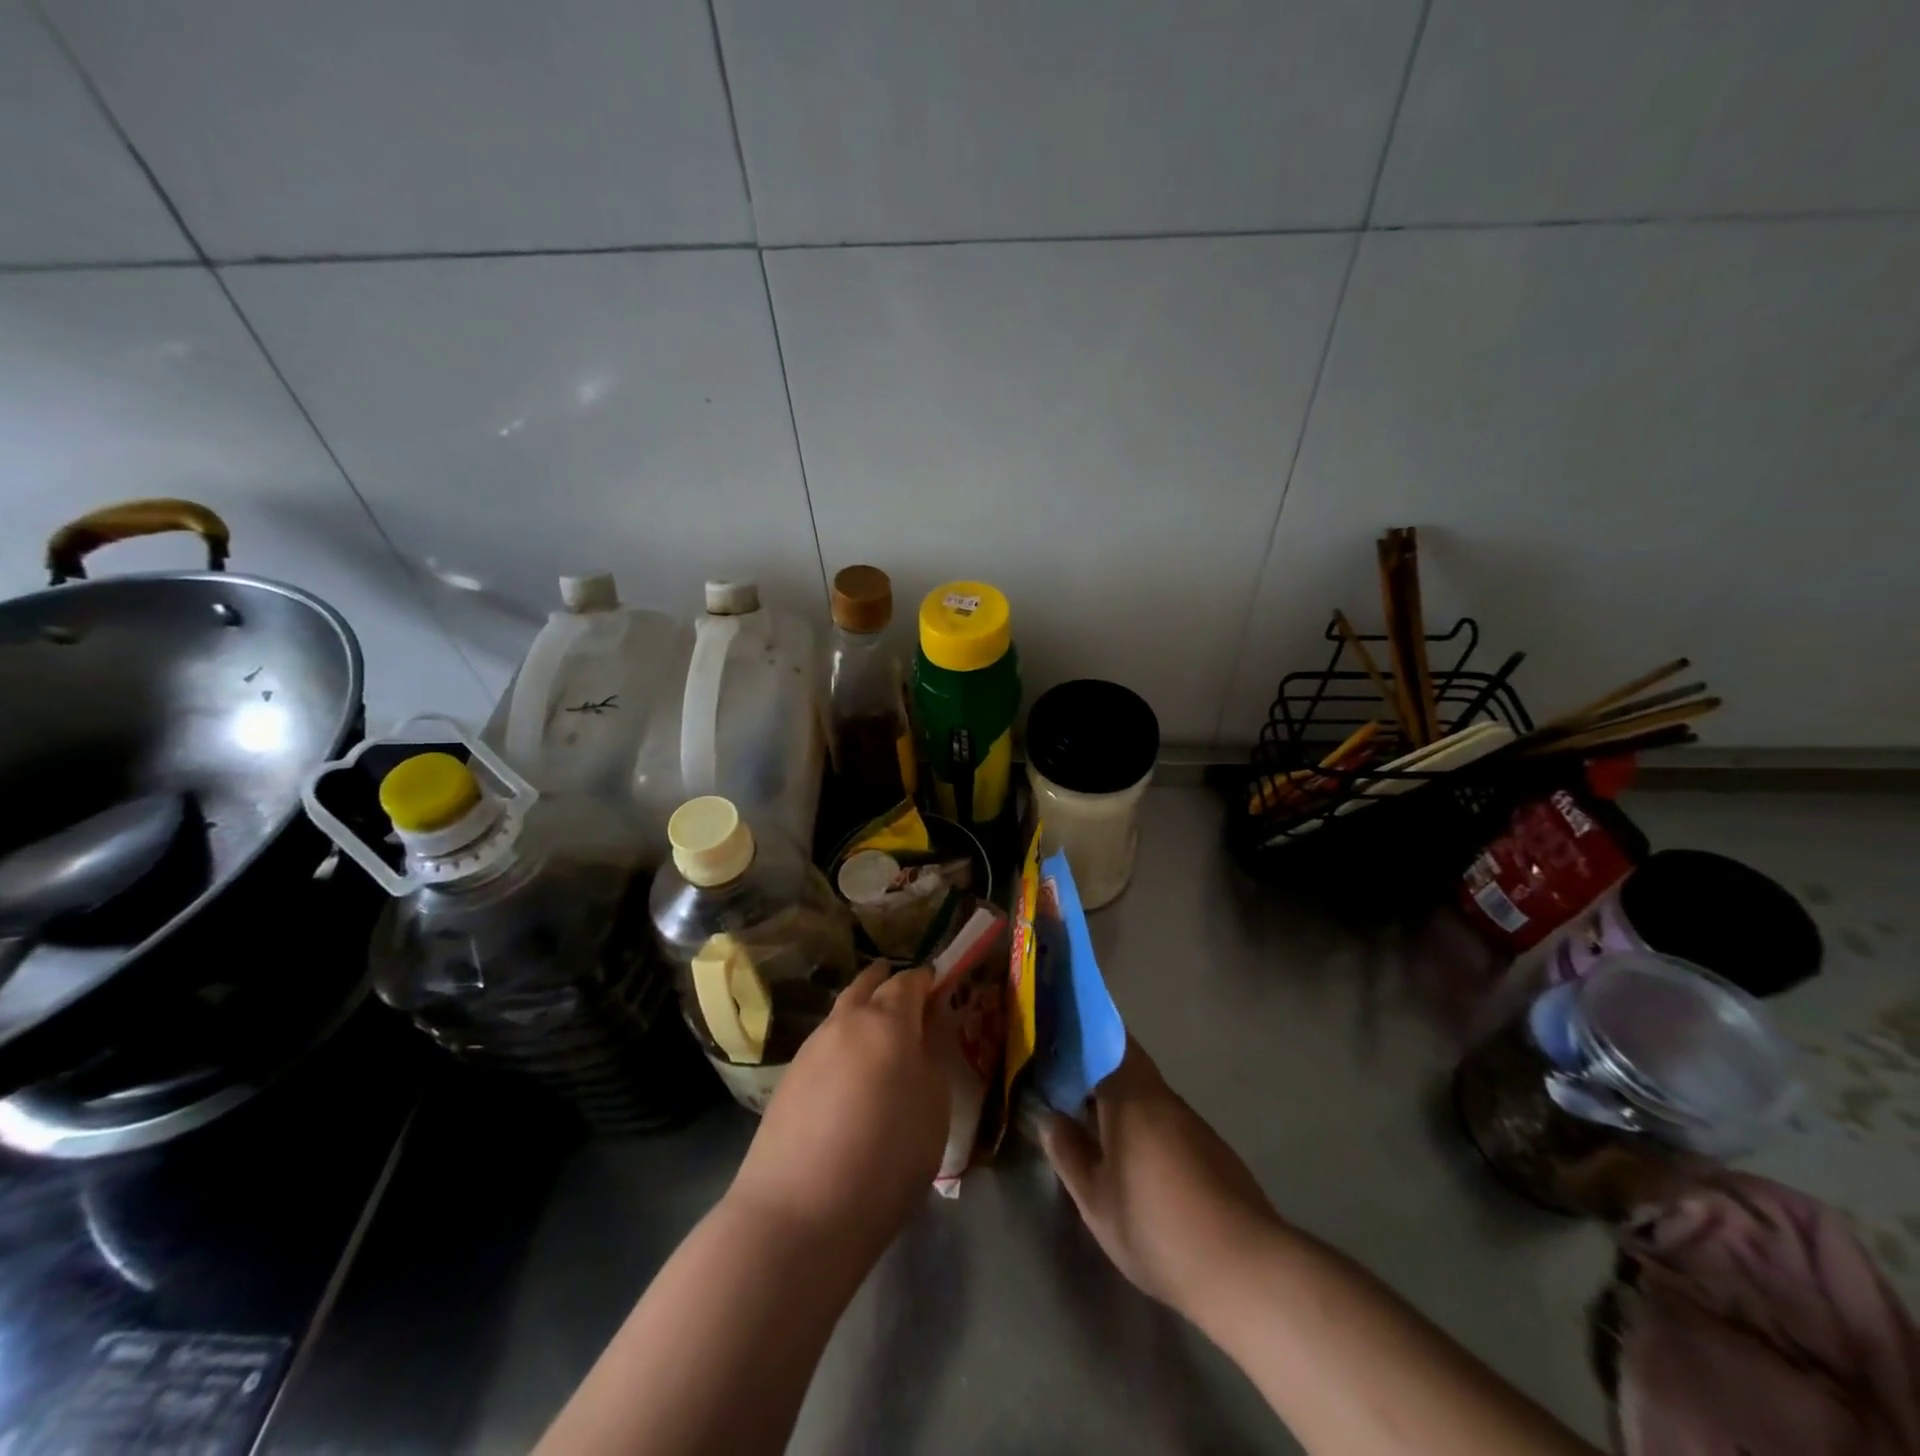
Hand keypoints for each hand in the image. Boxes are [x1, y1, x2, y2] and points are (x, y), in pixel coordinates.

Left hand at [728, 963, 948, 1258]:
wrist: (797, 1214)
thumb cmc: (884, 1158)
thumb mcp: (934, 1110)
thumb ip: (930, 1062)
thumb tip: (918, 1042)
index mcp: (886, 1021)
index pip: (908, 982)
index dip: (925, 979)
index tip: (938, 984)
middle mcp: (845, 1022)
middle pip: (867, 985)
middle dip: (887, 982)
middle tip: (905, 993)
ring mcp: (810, 1048)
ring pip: (841, 1013)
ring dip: (861, 1011)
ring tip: (878, 1033)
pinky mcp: (787, 1079)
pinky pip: (824, 1044)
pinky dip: (842, 1043)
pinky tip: (849, 1071)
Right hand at [1040, 1040, 1278, 1315]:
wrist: (1244, 1269)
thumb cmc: (1156, 1227)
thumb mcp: (1095, 1199)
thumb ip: (1067, 1152)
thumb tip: (1049, 1118)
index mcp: (1131, 1095)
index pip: (1104, 1040)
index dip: (1080, 1034)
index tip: (1054, 1041)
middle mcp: (1163, 1097)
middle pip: (1125, 1064)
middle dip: (1094, 1071)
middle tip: (1061, 1087)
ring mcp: (1191, 1122)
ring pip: (1146, 1094)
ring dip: (1118, 1100)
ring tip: (1087, 1122)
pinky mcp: (1211, 1149)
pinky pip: (1165, 1119)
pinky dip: (1142, 1124)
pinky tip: (1131, 1158)